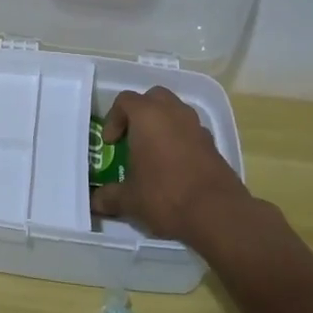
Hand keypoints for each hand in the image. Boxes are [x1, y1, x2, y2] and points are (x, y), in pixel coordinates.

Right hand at [91, 87, 248, 243]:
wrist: (217, 213)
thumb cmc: (165, 196)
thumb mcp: (130, 200)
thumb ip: (109, 197)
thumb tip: (95, 202)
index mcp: (147, 116)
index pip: (125, 101)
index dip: (113, 119)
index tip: (111, 143)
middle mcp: (173, 112)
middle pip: (153, 98)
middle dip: (141, 113)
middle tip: (132, 137)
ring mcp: (197, 126)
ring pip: (176, 112)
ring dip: (163, 124)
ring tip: (154, 152)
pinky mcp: (213, 144)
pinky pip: (191, 132)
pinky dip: (180, 140)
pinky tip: (175, 167)